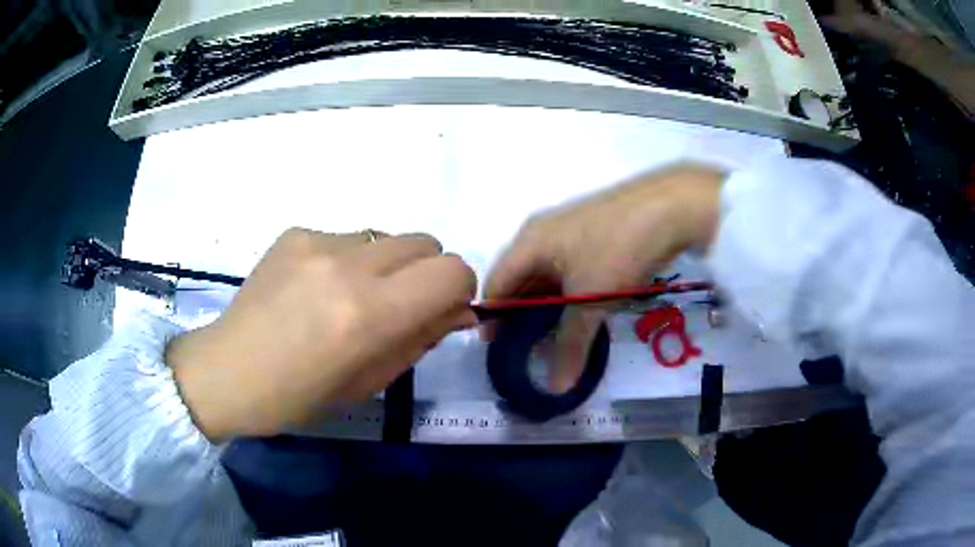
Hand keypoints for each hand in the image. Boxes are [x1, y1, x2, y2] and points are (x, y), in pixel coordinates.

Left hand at [166, 228, 476, 441]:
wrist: (227, 371)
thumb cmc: (298, 397)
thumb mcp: (369, 383)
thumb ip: (420, 339)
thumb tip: (459, 311)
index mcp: (369, 314)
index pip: (451, 272)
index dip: (459, 289)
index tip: (443, 310)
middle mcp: (348, 266)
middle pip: (425, 242)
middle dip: (426, 273)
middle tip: (399, 306)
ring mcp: (317, 242)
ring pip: (386, 237)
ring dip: (385, 266)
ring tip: (349, 298)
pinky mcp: (295, 232)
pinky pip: (346, 237)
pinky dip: (347, 261)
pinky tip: (316, 289)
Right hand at [482, 164, 724, 392]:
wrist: (669, 206)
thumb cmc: (617, 248)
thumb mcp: (591, 299)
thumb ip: (570, 344)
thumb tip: (557, 389)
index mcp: (529, 242)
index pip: (496, 283)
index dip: (491, 316)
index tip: (494, 348)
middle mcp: (543, 234)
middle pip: (519, 279)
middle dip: (518, 314)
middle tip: (523, 348)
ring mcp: (570, 232)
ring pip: (547, 276)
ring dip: (544, 306)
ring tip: (549, 338)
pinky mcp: (594, 235)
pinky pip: (569, 271)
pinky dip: (567, 295)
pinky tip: (578, 313)